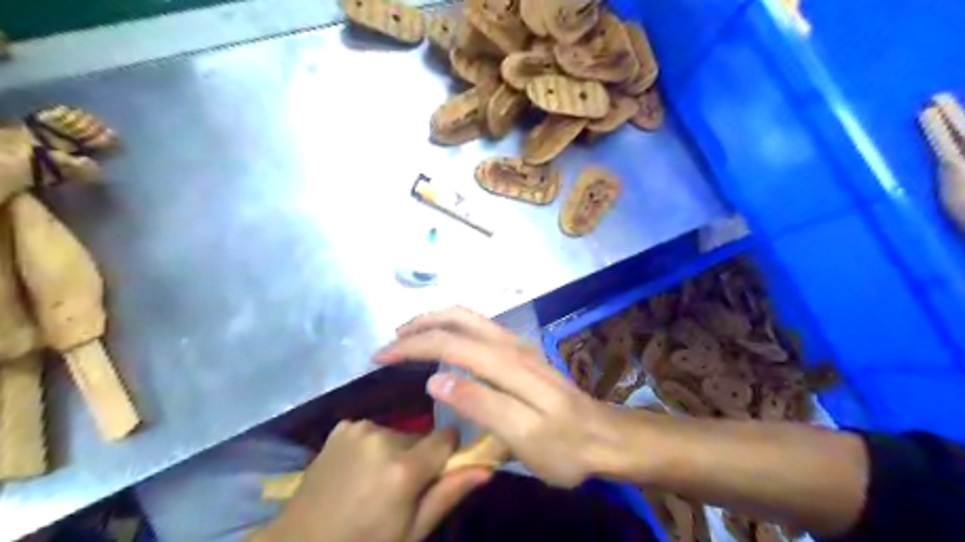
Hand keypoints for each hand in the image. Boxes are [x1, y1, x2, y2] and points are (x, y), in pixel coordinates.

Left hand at [258, 421, 489, 540]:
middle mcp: (383, 436)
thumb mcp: (412, 532)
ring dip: (394, 452)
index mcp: (403, 468)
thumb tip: (487, 467)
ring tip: (373, 483)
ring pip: (397, 434)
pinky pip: (373, 431)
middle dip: (418, 457)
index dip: (448, 454)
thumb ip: (449, 494)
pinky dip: (372, 447)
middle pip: (421, 437)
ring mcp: (359, 428)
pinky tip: (355, 472)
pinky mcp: (342, 427)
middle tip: (400, 490)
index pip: (447, 437)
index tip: (439, 473)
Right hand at [373, 308, 630, 489]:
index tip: (381, 357)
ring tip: (410, 337)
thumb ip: (481, 404)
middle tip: (391, 342)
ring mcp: (517, 345)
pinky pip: (479, 329)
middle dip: (420, 324)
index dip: (412, 346)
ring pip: (469, 319)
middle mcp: (510, 344)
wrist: (605, 437)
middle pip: (458, 318)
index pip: (449, 342)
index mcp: (506, 363)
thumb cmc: (565, 445)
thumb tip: (435, 381)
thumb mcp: (523, 437)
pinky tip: (446, 344)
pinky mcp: (521, 352)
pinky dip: (453, 329)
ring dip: (436, 322)